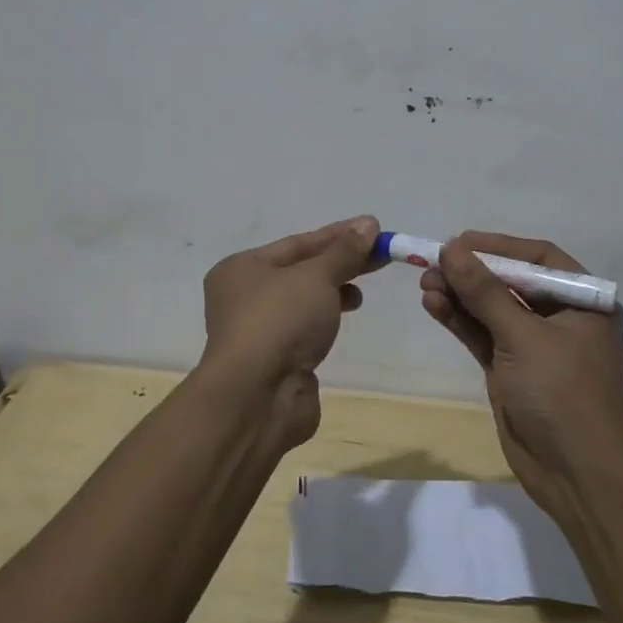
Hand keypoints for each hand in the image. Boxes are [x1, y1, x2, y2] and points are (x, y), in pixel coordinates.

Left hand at [196, 215, 380, 450]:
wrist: (257, 398)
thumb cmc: (280, 321)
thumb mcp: (316, 276)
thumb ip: (344, 251)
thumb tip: (368, 224)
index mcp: (242, 269)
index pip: (298, 243)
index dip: (338, 235)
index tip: (373, 229)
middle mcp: (244, 296)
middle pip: (302, 270)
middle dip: (341, 262)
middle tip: (380, 255)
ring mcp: (259, 331)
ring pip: (304, 301)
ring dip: (334, 291)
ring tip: (361, 292)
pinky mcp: (276, 360)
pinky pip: (305, 328)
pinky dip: (326, 318)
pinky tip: (345, 316)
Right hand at [418, 231, 622, 517]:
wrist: (577, 476)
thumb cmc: (562, 394)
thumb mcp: (523, 337)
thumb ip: (484, 291)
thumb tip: (451, 248)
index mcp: (582, 301)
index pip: (537, 258)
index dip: (497, 246)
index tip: (458, 242)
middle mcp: (560, 316)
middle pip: (510, 281)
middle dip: (471, 272)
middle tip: (432, 263)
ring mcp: (533, 344)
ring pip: (490, 308)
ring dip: (459, 294)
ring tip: (424, 281)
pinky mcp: (510, 369)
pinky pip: (482, 334)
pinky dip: (459, 319)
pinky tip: (432, 304)